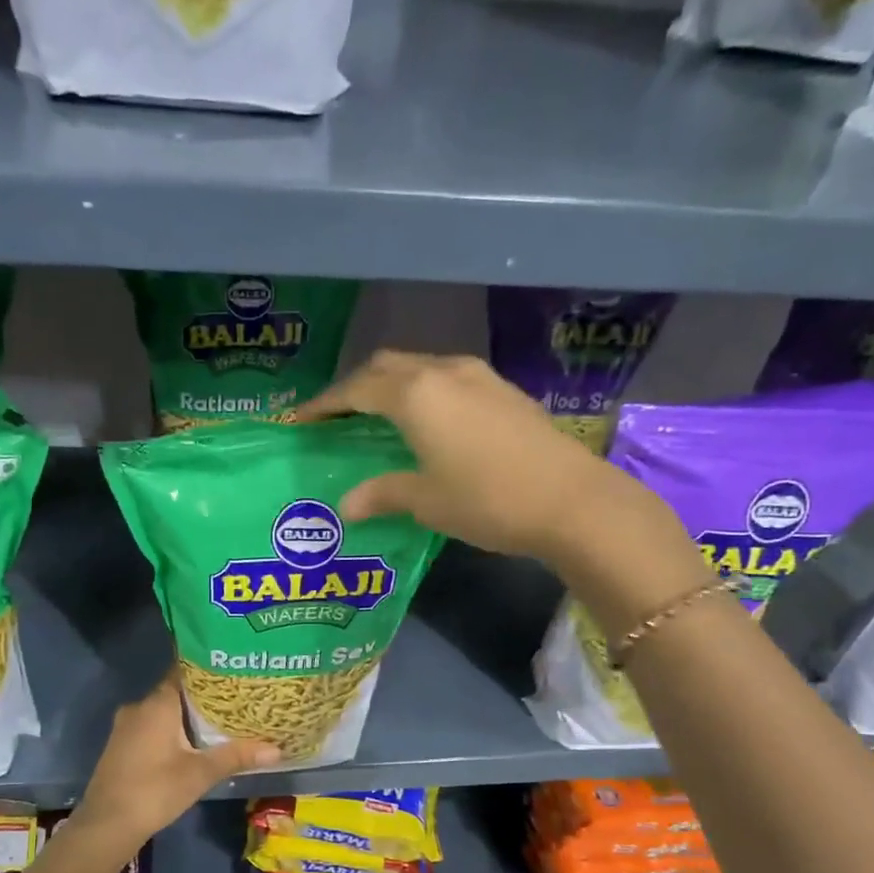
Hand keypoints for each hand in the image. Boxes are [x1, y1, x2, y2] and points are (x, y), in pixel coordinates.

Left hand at [71, 673, 280, 850]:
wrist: (106, 825)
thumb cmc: (155, 790)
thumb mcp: (200, 773)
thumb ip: (236, 756)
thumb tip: (277, 749)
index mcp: (157, 703)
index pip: (185, 671)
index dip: (209, 668)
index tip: (234, 668)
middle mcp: (139, 707)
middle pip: (176, 691)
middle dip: (204, 695)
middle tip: (237, 695)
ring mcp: (126, 726)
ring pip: (164, 711)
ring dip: (188, 714)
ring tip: (222, 717)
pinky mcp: (122, 745)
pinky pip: (153, 726)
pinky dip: (173, 729)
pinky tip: (193, 742)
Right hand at [293, 352, 612, 561]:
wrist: (572, 500)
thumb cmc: (488, 500)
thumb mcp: (426, 501)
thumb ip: (382, 494)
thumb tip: (346, 505)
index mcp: (415, 395)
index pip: (355, 389)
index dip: (324, 404)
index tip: (301, 419)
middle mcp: (443, 372)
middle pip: (385, 366)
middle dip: (355, 387)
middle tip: (337, 417)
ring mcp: (478, 377)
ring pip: (419, 367)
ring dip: (391, 385)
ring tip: (377, 417)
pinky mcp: (502, 390)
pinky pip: (446, 378)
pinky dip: (422, 392)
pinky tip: (426, 421)